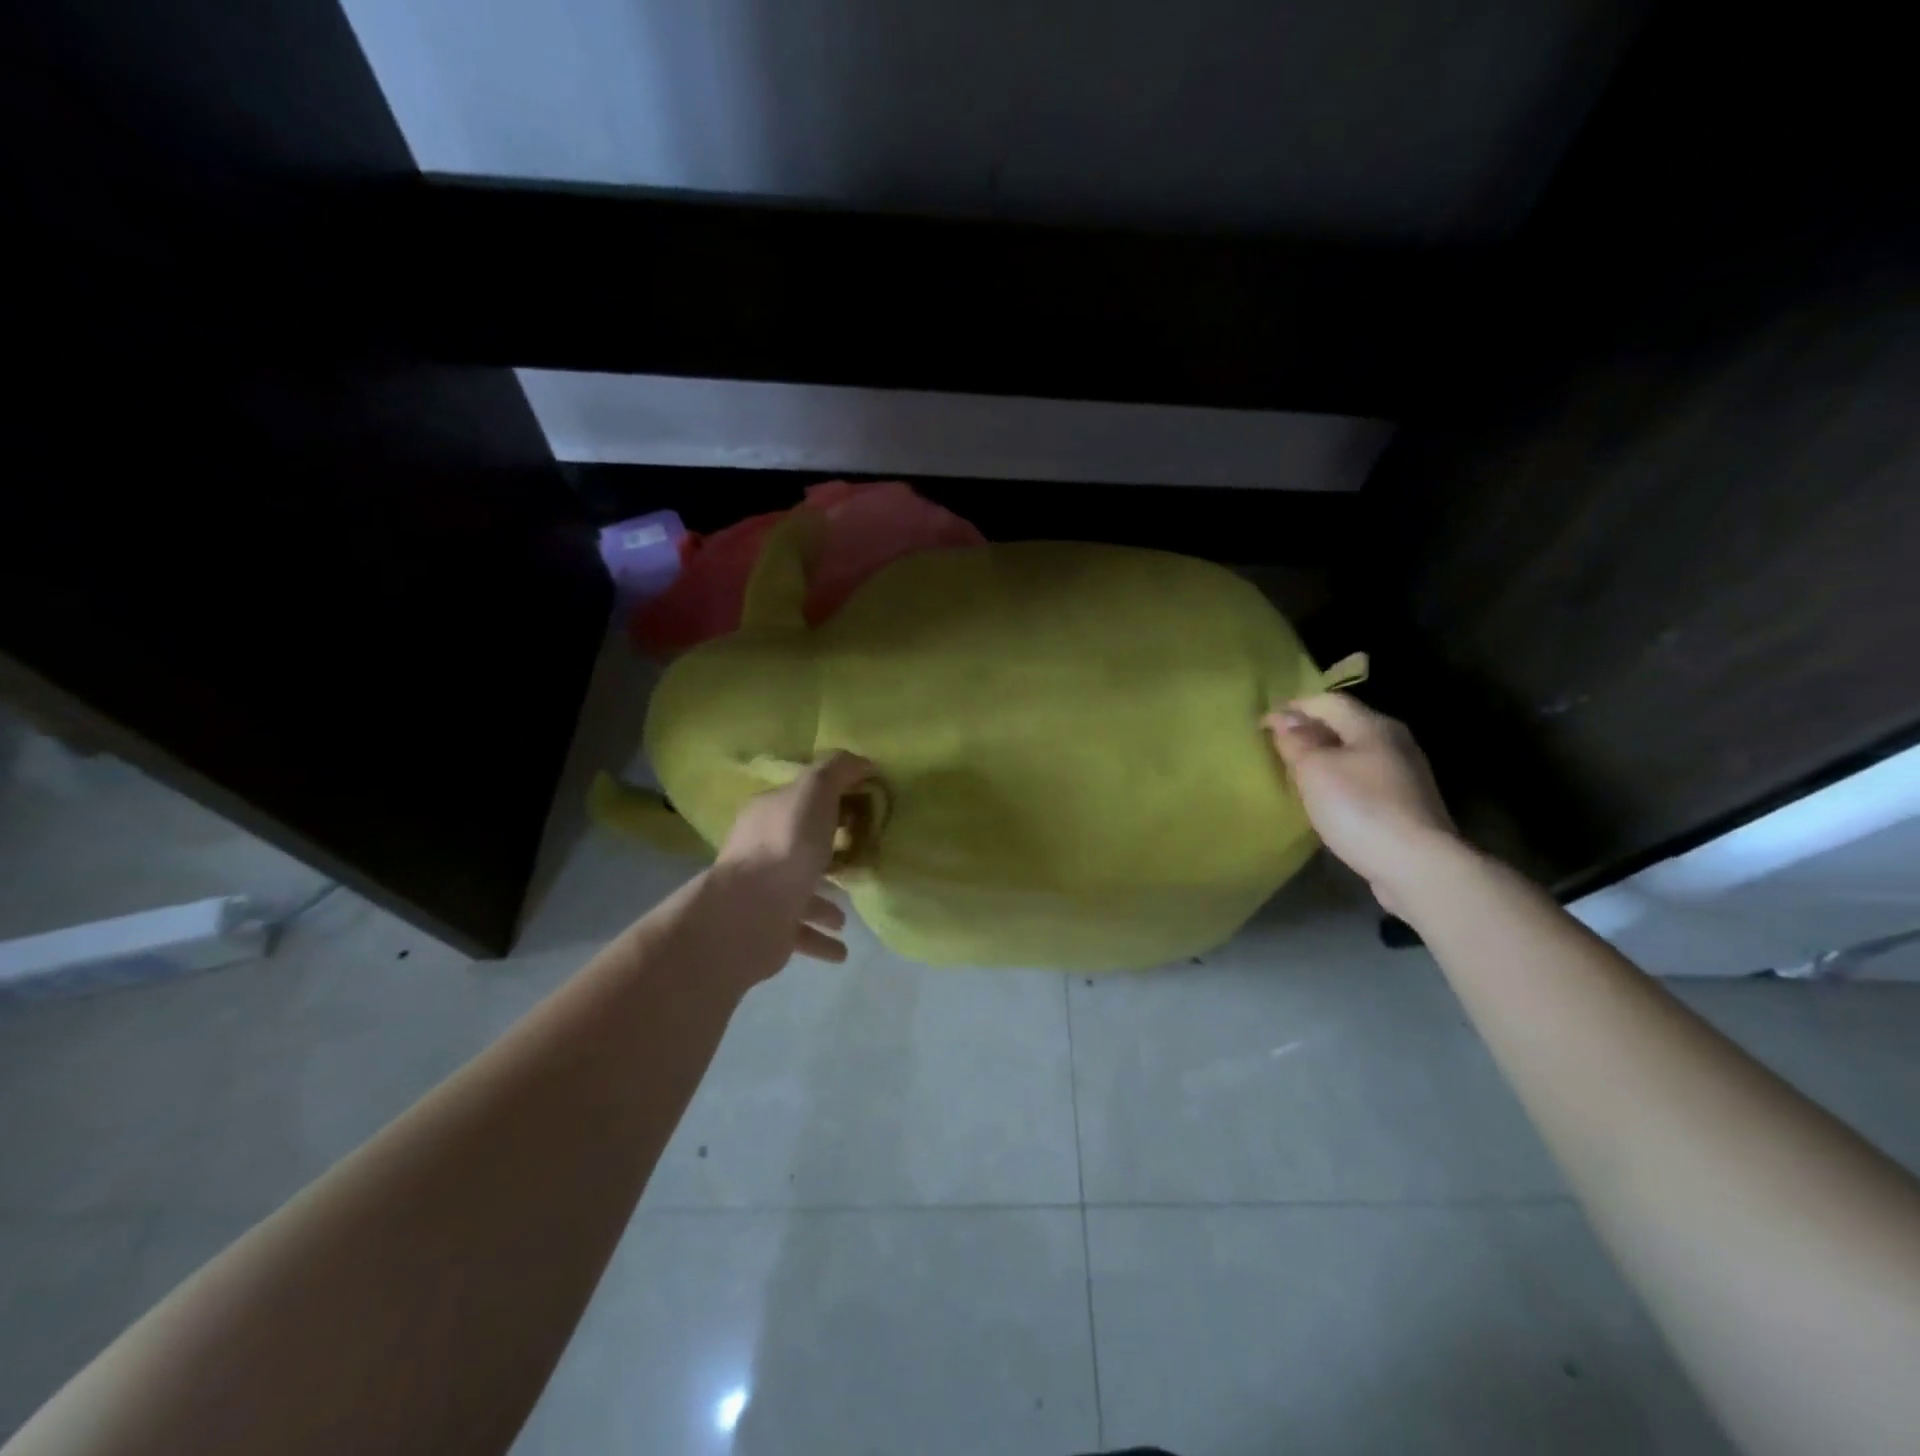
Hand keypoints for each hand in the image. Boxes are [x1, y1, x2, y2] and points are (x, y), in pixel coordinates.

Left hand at [715, 751, 876, 961]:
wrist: (751, 912)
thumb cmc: (786, 844)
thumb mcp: (814, 791)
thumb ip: (836, 771)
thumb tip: (862, 761)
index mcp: (769, 814)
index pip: (800, 799)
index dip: (832, 799)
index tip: (865, 807)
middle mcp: (762, 851)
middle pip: (800, 845)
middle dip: (827, 851)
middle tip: (862, 856)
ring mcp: (765, 892)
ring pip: (800, 893)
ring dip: (824, 902)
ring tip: (849, 913)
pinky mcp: (771, 930)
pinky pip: (802, 934)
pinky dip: (821, 940)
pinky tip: (842, 950)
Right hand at [1263, 693, 1461, 913]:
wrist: (1417, 866)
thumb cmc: (1359, 808)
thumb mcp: (1315, 769)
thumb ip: (1297, 740)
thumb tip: (1284, 716)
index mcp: (1373, 726)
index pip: (1327, 701)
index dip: (1293, 707)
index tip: (1262, 725)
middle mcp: (1394, 742)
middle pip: (1344, 725)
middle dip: (1310, 732)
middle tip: (1277, 749)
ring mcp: (1405, 774)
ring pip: (1355, 753)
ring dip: (1326, 757)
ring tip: (1297, 774)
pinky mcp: (1407, 804)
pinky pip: (1365, 779)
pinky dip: (1341, 779)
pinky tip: (1327, 799)